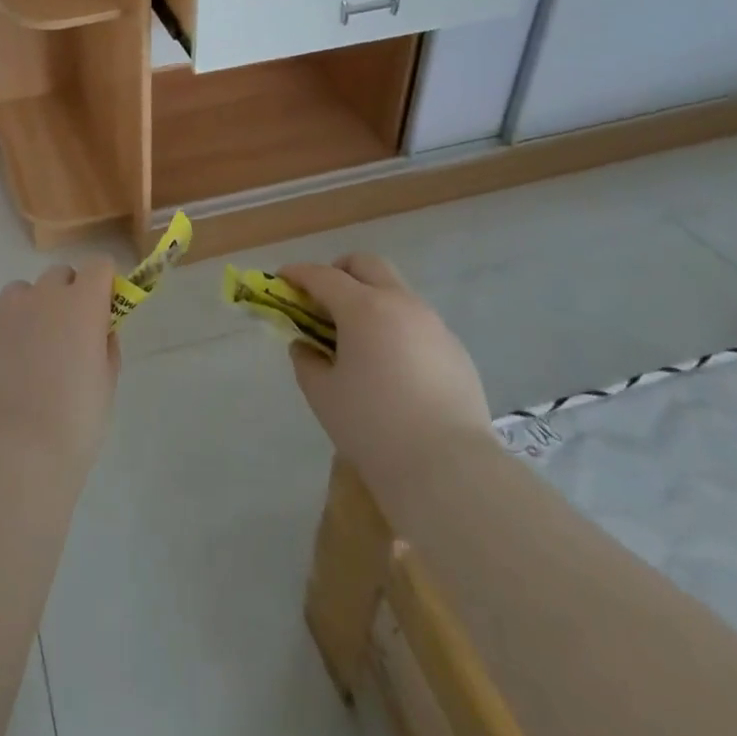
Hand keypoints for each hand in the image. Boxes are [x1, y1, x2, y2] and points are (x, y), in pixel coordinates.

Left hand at [0, 257, 120, 480]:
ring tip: (26, 359)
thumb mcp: (106, 385)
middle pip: (58, 276)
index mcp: (81, 304)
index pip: (99, 265)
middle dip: (66, 297)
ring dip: (28, 314)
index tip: (102, 310)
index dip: (102, 285)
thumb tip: (97, 331)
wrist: (9, 458)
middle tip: (65, 338)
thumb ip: (104, 345)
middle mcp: (40, 297)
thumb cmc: (72, 425)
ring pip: (19, 295)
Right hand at [280, 254, 492, 484]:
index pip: (322, 276)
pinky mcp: (455, 350)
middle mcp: (401, 303)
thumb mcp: (323, 395)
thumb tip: (306, 346)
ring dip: (370, 299)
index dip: (297, 274)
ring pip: (396, 291)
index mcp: (364, 308)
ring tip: (357, 338)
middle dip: (339, 271)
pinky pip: (417, 322)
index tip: (281, 279)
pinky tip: (391, 365)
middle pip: (366, 265)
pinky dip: (395, 326)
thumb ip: (307, 361)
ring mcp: (433, 324)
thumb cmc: (374, 427)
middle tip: (322, 300)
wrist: (450, 471)